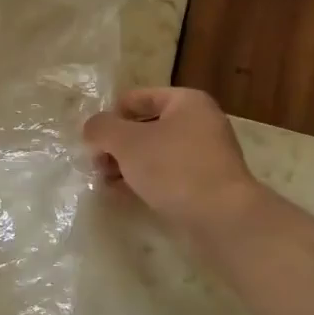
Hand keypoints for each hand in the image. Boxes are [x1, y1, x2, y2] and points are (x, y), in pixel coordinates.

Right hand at [82, 87, 261, 233]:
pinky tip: (124, 195)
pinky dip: (145, 180)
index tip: (92, 140)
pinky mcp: (206, 183)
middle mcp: (200, 122)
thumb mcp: (127, 142)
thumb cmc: (173, 167)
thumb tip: (92, 128)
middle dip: (117, 145)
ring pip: (155, 153)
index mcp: (186, 101)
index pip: (137, 98)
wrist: (222, 216)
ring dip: (128, 165)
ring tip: (105, 182)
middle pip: (146, 126)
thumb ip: (102, 128)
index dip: (111, 116)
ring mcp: (206, 154)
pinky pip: (167, 174)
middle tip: (96, 164)